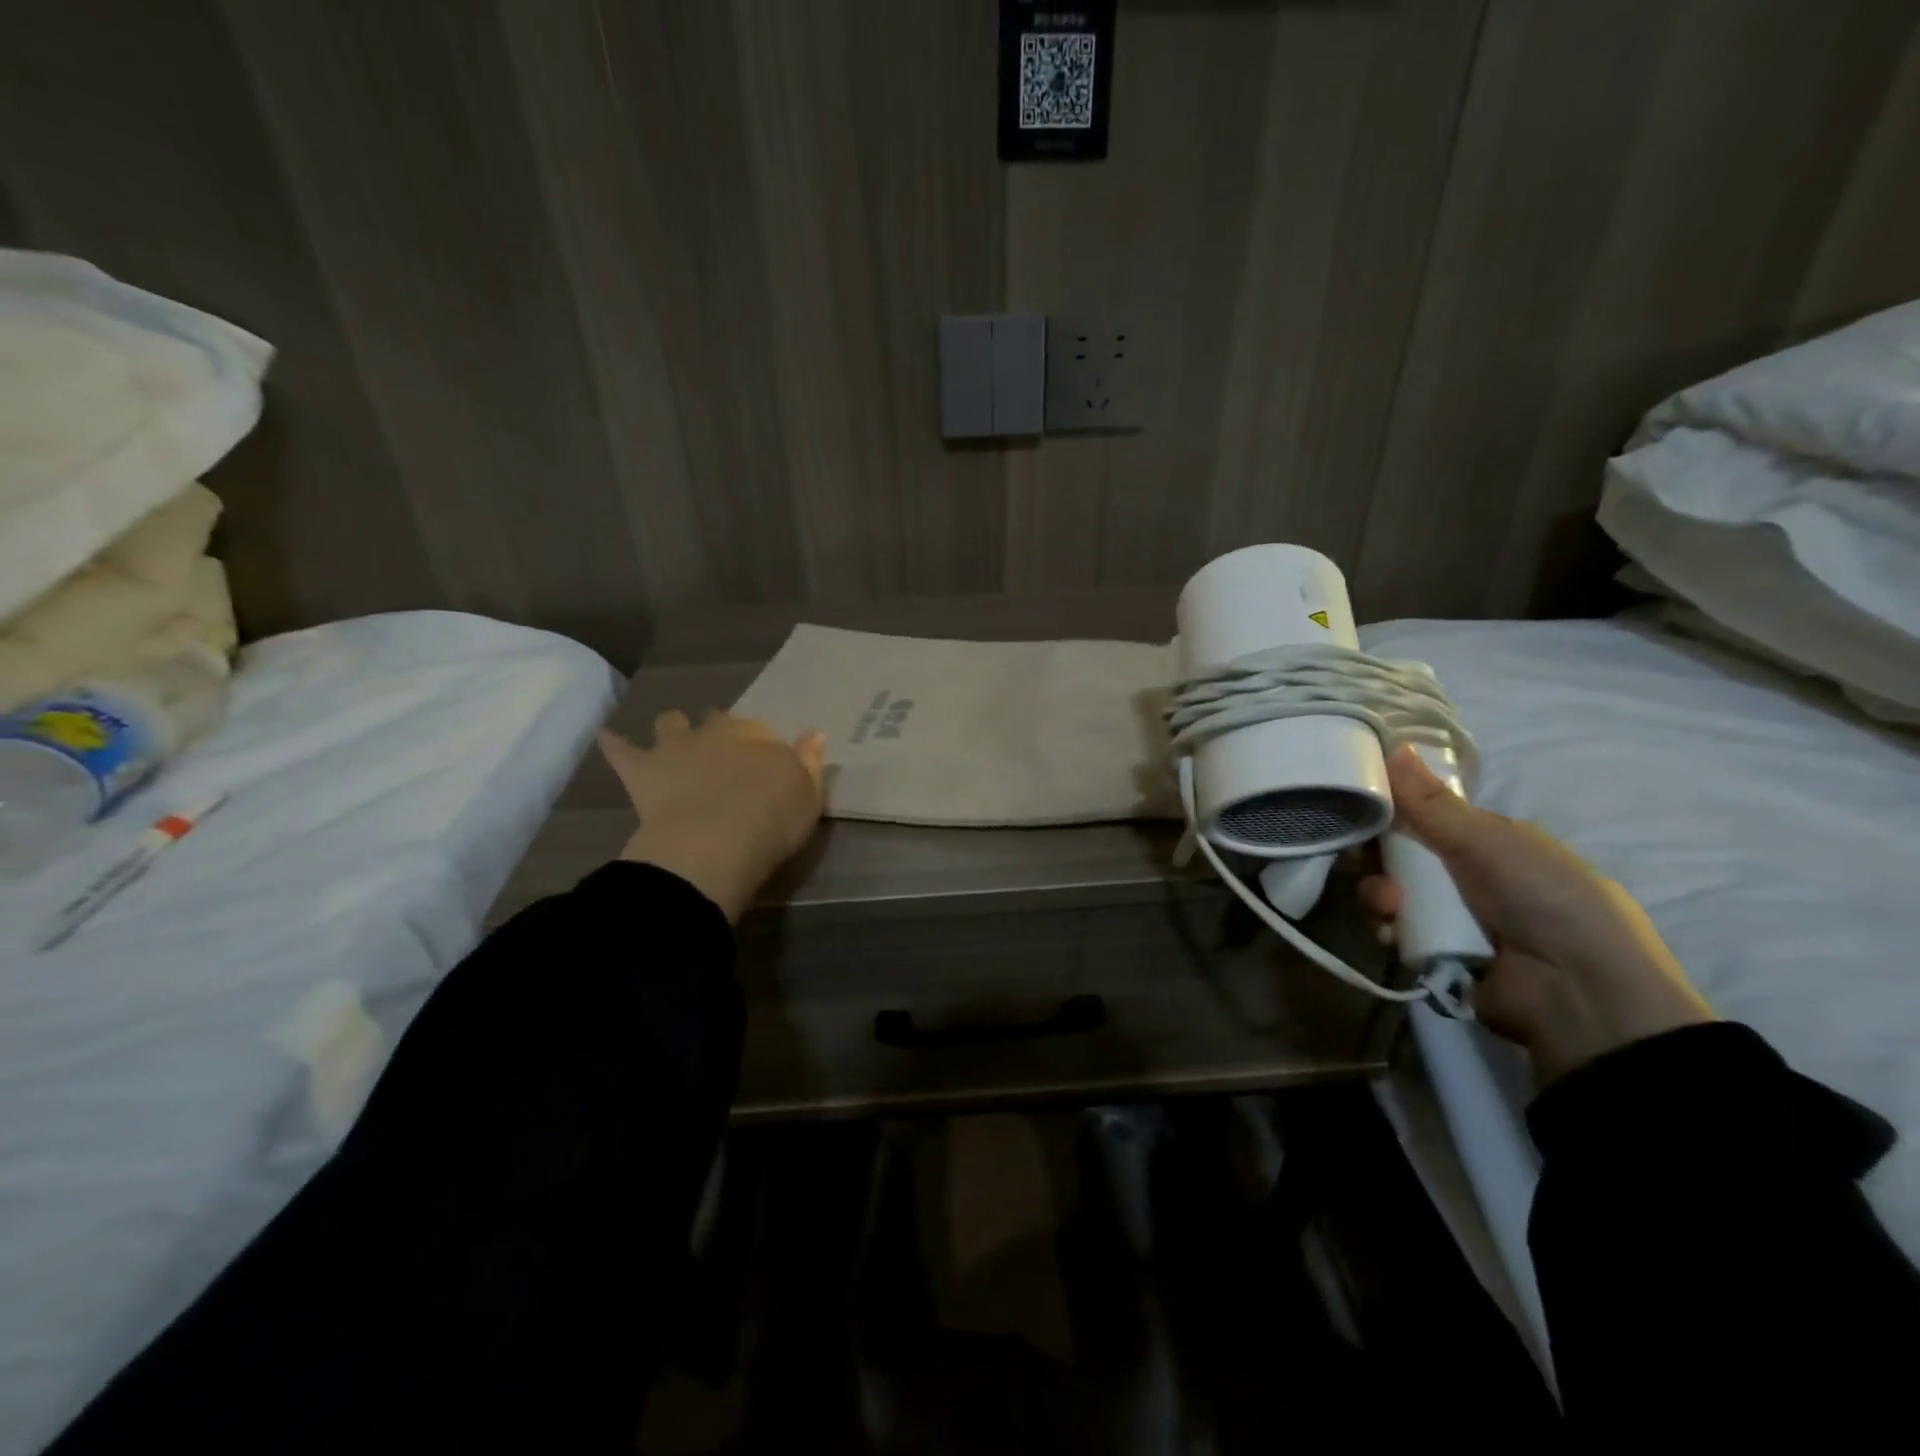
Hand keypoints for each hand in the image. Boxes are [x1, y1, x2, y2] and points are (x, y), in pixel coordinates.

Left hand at [599, 712, 826, 921]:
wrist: (715, 843)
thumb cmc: (771, 822)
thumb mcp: (808, 796)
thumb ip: (810, 762)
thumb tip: (815, 733)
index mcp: (758, 737)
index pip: (761, 731)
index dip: (762, 746)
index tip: (764, 765)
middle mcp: (717, 732)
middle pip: (718, 721)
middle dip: (719, 730)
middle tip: (723, 754)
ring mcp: (676, 747)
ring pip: (672, 723)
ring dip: (674, 728)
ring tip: (674, 741)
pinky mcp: (642, 770)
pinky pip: (620, 749)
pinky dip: (614, 743)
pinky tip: (607, 736)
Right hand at [1364, 747, 1712, 1084]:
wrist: (1580, 994)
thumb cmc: (1543, 898)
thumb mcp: (1488, 840)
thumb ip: (1431, 802)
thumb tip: (1394, 745)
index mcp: (1489, 844)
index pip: (1424, 819)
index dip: (1390, 812)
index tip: (1356, 808)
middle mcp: (1468, 877)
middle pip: (1399, 857)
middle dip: (1376, 857)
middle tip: (1357, 858)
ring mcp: (1451, 919)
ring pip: (1390, 894)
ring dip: (1380, 894)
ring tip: (1391, 906)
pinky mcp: (1435, 956)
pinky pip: (1394, 932)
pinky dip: (1388, 929)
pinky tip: (1393, 931)